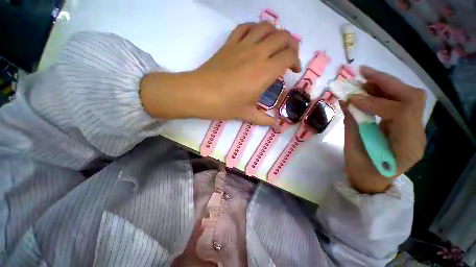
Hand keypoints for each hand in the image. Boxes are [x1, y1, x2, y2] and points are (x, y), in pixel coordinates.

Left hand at [141, 22, 300, 124]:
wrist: (199, 94)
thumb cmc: (225, 105)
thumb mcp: (247, 114)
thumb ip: (264, 119)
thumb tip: (276, 125)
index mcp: (265, 72)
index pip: (289, 56)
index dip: (295, 61)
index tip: (293, 70)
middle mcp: (257, 54)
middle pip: (283, 37)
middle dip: (291, 44)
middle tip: (288, 56)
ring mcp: (242, 45)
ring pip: (266, 27)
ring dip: (275, 34)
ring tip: (274, 46)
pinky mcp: (229, 43)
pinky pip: (245, 27)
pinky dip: (255, 29)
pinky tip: (255, 39)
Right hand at [343, 66, 425, 193]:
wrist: (373, 180)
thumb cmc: (361, 170)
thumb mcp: (353, 148)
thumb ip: (352, 123)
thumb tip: (346, 100)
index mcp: (406, 148)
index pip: (402, 113)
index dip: (376, 102)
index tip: (352, 98)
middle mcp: (417, 135)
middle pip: (413, 98)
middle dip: (387, 82)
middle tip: (363, 73)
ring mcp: (415, 128)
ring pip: (409, 96)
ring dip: (385, 84)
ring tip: (364, 77)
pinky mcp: (407, 124)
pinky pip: (400, 102)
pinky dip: (385, 92)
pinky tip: (369, 88)